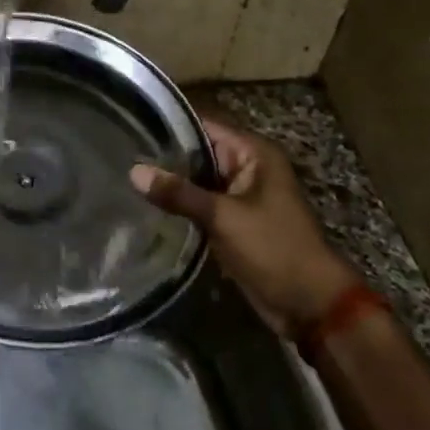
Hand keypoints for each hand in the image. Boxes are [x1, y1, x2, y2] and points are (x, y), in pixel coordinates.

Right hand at [131, 117, 358, 336]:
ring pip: (197, 181)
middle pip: (198, 153)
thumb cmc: (274, 249)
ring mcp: (240, 197)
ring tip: (124, 178)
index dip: (169, 126)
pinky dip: (180, 206)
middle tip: (120, 155)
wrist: (310, 304)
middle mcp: (247, 168)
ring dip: (171, 184)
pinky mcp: (233, 223)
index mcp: (254, 154)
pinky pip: (201, 205)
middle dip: (164, 158)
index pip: (204, 127)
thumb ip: (179, 193)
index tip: (131, 125)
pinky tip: (147, 206)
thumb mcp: (224, 218)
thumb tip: (134, 171)